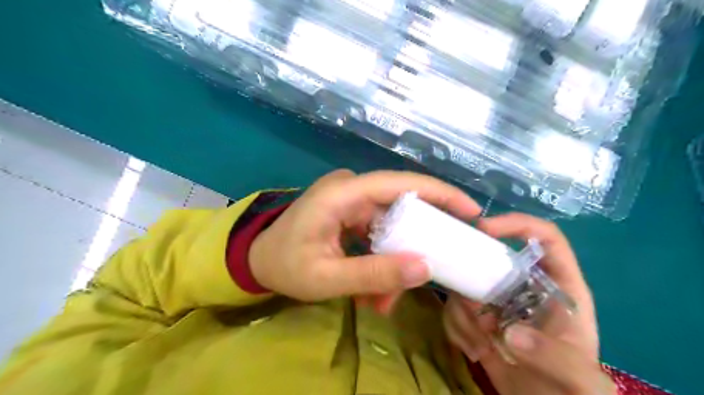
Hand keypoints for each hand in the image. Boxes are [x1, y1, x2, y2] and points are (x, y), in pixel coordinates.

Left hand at [248, 168, 484, 305]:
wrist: (256, 259)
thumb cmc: (283, 265)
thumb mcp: (326, 279)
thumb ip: (374, 274)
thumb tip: (425, 268)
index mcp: (342, 193)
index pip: (400, 183)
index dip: (439, 193)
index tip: (472, 211)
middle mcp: (350, 189)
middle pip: (401, 207)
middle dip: (416, 242)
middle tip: (432, 271)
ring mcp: (351, 200)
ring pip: (391, 226)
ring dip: (394, 261)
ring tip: (384, 300)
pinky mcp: (350, 213)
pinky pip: (378, 233)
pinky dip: (381, 260)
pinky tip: (372, 291)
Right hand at [444, 214, 616, 393]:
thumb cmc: (576, 390)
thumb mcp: (582, 380)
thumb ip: (555, 357)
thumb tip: (509, 332)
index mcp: (559, 287)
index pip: (545, 238)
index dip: (518, 224)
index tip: (484, 229)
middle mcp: (524, 286)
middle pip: (490, 257)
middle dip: (472, 278)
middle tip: (473, 309)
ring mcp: (497, 301)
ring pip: (466, 284)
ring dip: (464, 314)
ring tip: (479, 343)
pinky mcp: (477, 318)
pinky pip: (455, 308)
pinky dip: (456, 328)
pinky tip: (473, 351)